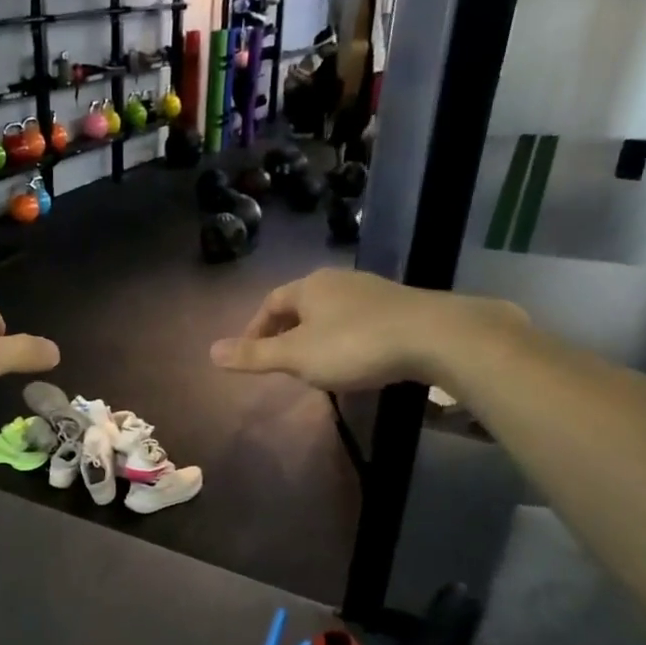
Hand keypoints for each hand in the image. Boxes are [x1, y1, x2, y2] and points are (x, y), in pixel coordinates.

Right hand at [210, 267, 523, 392]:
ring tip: (312, 364)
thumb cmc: (354, 345)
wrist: (434, 337)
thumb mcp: (296, 356)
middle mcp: (338, 281)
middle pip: (300, 305)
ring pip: (330, 312)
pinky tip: (353, 359)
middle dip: (285, 331)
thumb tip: (210, 352)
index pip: (270, 303)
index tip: (250, 355)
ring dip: (315, 336)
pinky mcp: (398, 306)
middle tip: (278, 361)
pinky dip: (343, 338)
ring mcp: (371, 290)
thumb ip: (254, 355)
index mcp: (308, 287)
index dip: (255, 329)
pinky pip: (357, 320)